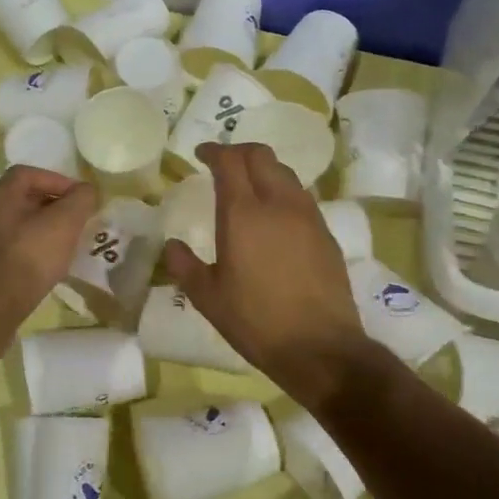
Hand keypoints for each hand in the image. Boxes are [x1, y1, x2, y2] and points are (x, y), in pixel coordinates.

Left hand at [0, 166, 97, 359]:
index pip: (28, 173)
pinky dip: (31, 251)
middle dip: (53, 207)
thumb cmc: (26, 259)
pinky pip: (10, 250)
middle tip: (77, 222)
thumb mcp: (63, 225)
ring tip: (66, 246)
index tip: (80, 198)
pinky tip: (46, 268)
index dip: (57, 180)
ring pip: (17, 226)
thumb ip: (79, 202)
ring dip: (42, 231)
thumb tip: (87, 191)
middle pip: (22, 199)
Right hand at [164, 143, 370, 405]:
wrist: (319, 347)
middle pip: (262, 156)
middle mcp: (279, 204)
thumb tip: (172, 246)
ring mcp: (308, 217)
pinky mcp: (327, 234)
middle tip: (223, 163)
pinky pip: (302, 197)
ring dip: (264, 169)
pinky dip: (283, 192)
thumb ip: (185, 266)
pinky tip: (275, 217)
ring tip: (249, 186)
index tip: (201, 154)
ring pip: (286, 173)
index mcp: (243, 214)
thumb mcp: (208, 297)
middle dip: (240, 152)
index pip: (230, 162)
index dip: (214, 151)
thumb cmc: (255, 321)